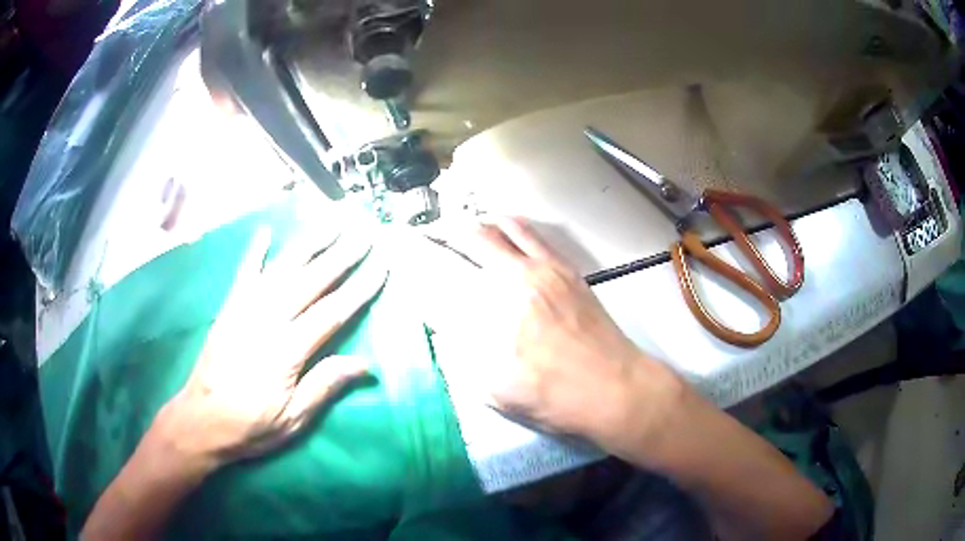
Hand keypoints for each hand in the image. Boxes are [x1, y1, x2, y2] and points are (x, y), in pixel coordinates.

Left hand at [155, 226, 386, 468]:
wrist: (200, 421)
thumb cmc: (249, 426)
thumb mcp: (292, 420)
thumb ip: (324, 387)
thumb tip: (365, 365)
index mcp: (286, 351)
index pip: (331, 313)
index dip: (359, 289)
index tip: (380, 266)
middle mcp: (266, 321)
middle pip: (310, 282)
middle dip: (340, 256)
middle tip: (363, 233)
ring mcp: (244, 311)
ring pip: (281, 269)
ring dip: (308, 244)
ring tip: (330, 222)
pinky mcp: (228, 310)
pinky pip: (243, 274)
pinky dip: (255, 252)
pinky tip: (265, 231)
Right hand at [444, 217, 687, 455]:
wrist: (617, 388)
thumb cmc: (558, 397)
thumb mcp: (498, 390)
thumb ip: (463, 355)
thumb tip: (445, 328)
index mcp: (498, 309)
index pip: (448, 276)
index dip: (424, 265)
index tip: (412, 259)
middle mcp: (521, 277)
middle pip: (475, 237)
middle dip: (448, 233)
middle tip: (434, 235)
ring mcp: (549, 269)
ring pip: (508, 226)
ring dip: (482, 223)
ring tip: (466, 226)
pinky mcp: (569, 271)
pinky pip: (535, 236)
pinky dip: (513, 227)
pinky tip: (507, 235)